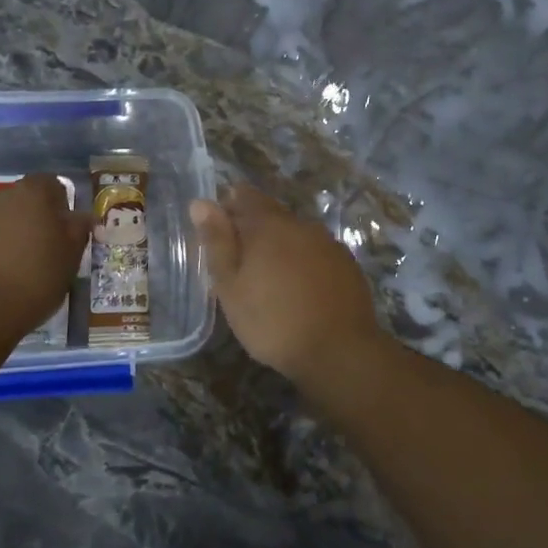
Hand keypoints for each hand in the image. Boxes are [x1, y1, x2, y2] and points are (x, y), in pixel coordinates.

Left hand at [0, 174, 89, 335]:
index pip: (51, 184)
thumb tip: (81, 216)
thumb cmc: (31, 283)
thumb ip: (77, 232)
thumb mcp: (69, 261)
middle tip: (34, 252)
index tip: (61, 231)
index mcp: (31, 195)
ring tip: (3, 270)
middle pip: (16, 200)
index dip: (58, 205)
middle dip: (26, 219)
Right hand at [189, 185, 385, 385]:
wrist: (339, 351)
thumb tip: (201, 203)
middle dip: (253, 228)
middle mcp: (301, 225)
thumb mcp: (231, 286)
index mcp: (269, 225)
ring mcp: (329, 244)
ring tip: (268, 277)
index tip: (218, 230)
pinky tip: (299, 288)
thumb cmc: (273, 321)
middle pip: (272, 214)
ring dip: (280, 246)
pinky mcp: (347, 265)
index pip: (245, 195)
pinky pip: (317, 253)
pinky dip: (303, 262)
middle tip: (239, 260)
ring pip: (296, 234)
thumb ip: (217, 242)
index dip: (228, 206)